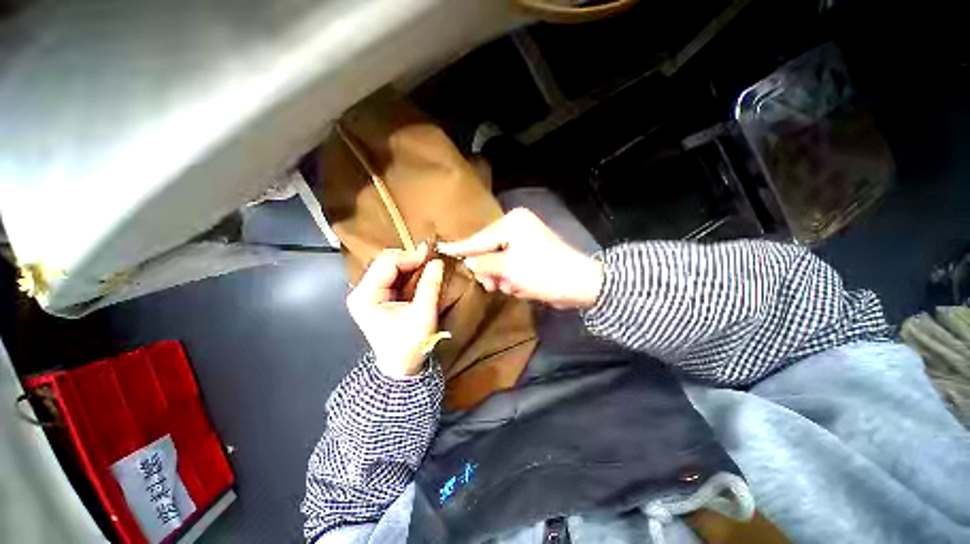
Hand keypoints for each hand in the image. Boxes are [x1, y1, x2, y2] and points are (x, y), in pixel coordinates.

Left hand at [346, 244, 444, 377]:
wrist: (401, 367)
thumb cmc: (409, 344)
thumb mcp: (423, 314)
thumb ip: (429, 286)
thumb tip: (437, 262)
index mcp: (366, 296)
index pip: (387, 263)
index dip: (410, 256)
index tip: (431, 255)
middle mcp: (361, 291)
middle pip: (385, 262)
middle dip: (409, 258)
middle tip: (431, 259)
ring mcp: (367, 293)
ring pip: (389, 266)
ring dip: (409, 264)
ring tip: (428, 264)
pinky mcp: (376, 296)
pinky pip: (392, 275)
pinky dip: (407, 272)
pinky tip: (420, 273)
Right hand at [438, 208, 603, 308]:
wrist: (579, 284)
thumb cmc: (542, 272)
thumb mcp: (508, 269)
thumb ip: (484, 264)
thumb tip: (468, 261)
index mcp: (512, 223)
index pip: (480, 238)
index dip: (462, 248)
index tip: (443, 249)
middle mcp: (517, 228)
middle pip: (488, 250)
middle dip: (488, 269)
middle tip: (489, 285)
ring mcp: (524, 241)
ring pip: (499, 261)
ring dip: (502, 277)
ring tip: (511, 286)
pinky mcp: (530, 255)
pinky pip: (510, 266)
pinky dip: (512, 278)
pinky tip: (520, 286)